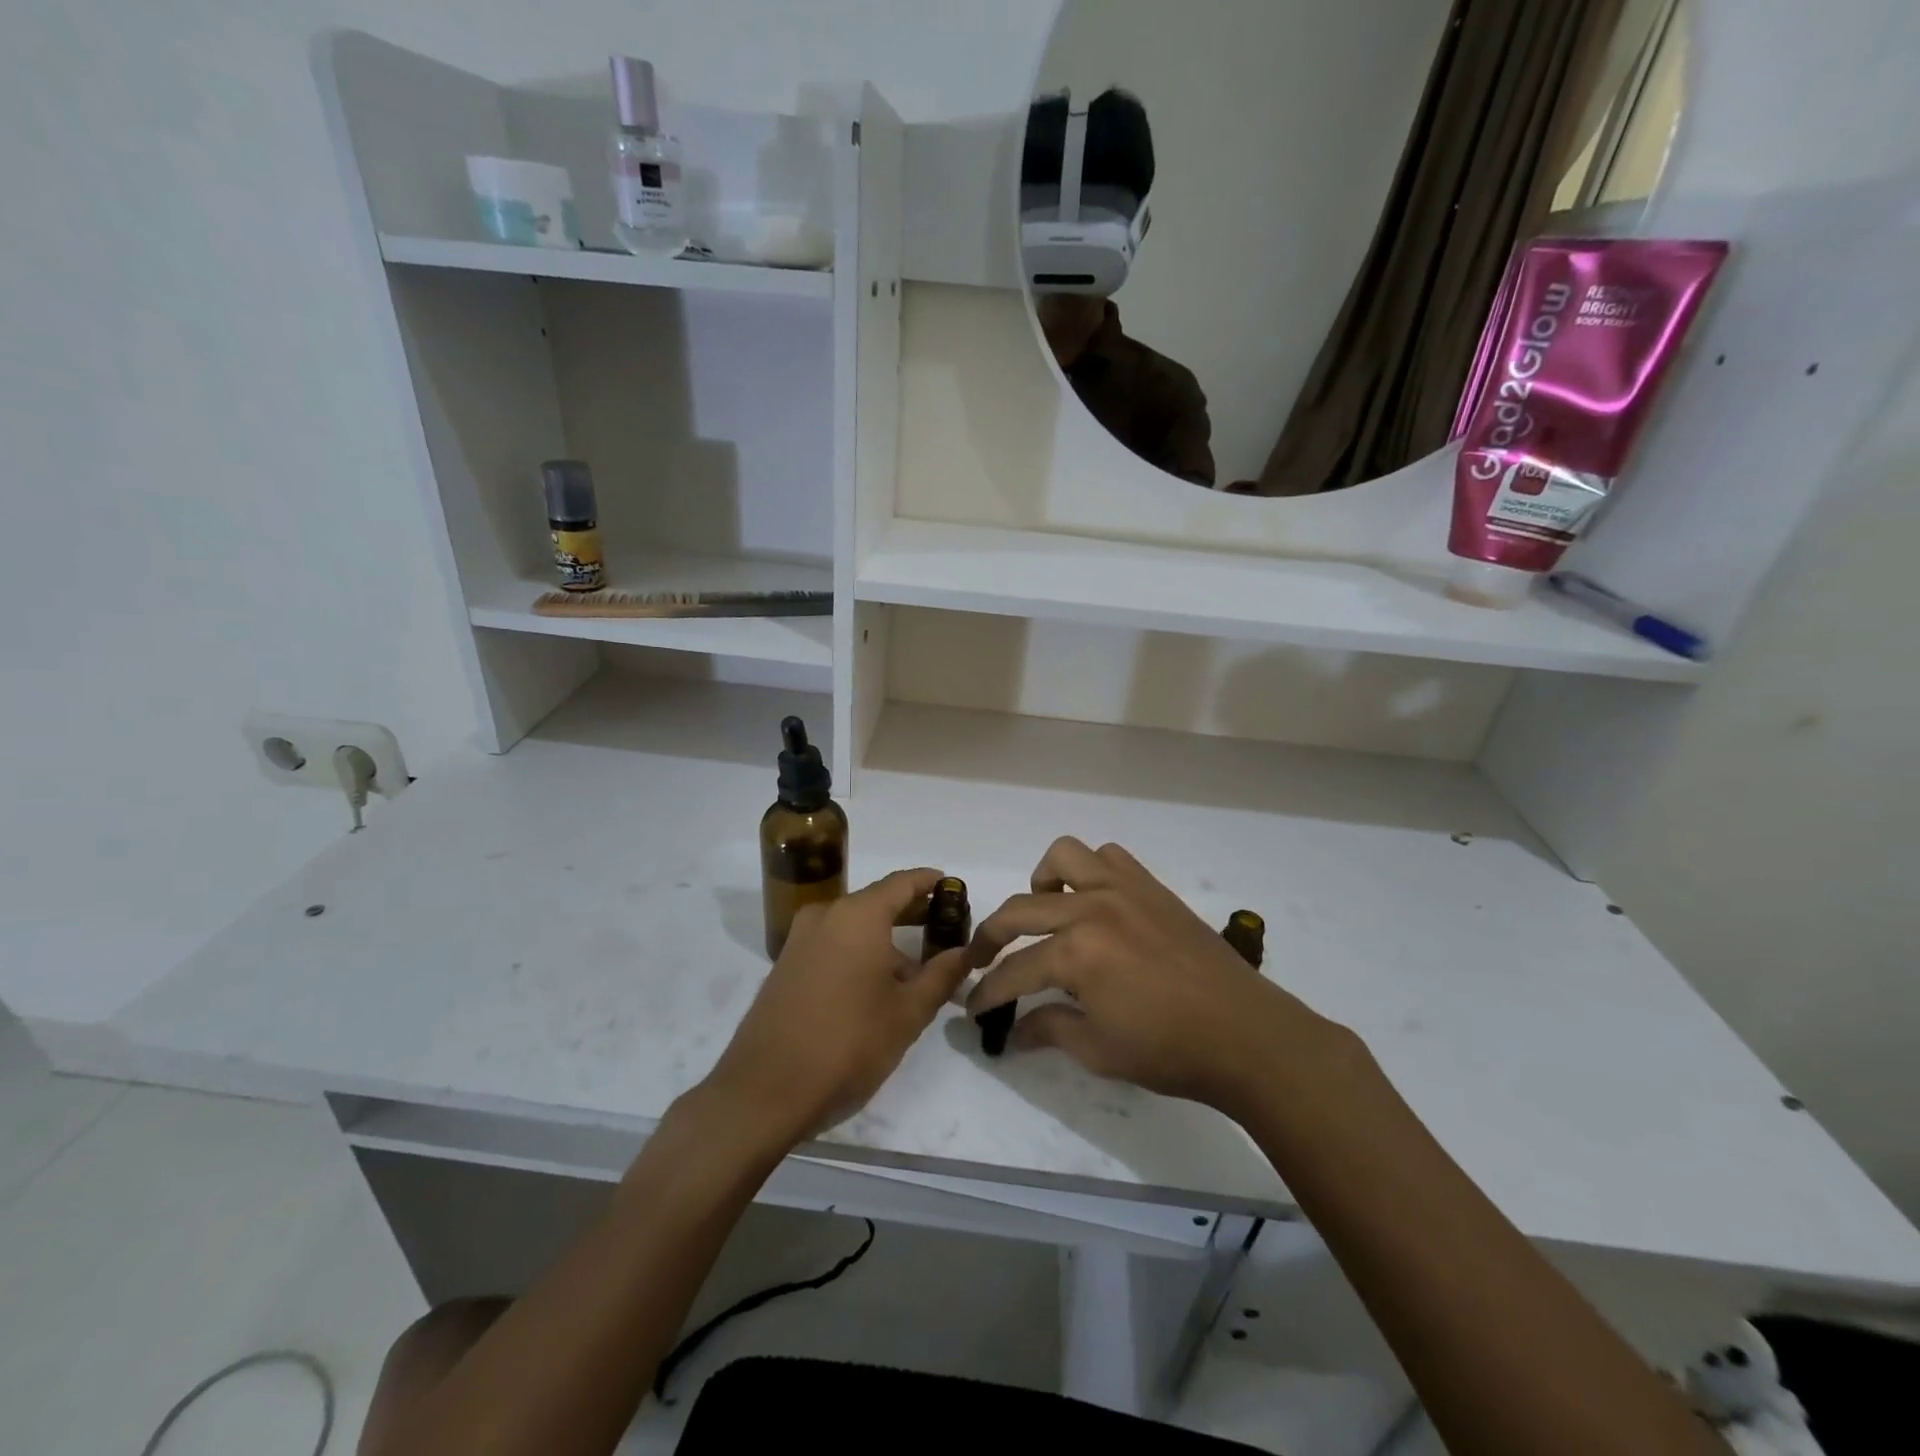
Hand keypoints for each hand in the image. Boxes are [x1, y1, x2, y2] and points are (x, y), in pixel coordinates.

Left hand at [702, 868, 970, 1146]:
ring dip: (886, 939)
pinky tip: (878, 986)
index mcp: (858, 916)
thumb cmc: (847, 1044)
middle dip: (912, 912)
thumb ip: (941, 976)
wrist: (764, 1091)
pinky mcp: (785, 966)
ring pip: (854, 926)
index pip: (902, 883)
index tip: (953, 887)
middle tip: (945, 928)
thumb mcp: (907, 1013)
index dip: (929, 883)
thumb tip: (965, 953)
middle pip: (877, 902)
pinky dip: (859, 952)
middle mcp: (826, 915)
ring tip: (917, 970)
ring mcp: (800, 940)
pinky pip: (832, 944)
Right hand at [965, 838, 1336, 1114]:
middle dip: (990, 936)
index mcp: (1076, 953)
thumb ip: (1050, 1030)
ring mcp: (1124, 890)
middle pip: (1021, 909)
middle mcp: (1092, 908)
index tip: (972, 1008)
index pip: (1013, 971)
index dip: (987, 992)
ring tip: (1045, 913)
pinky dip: (1091, 872)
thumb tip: (1015, 1031)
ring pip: (1064, 857)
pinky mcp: (1151, 887)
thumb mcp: (1098, 1050)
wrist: (1245, 1034)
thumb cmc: (1169, 1051)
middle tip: (981, 959)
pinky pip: (1110, 857)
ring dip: (1043, 883)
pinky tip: (1094, 903)